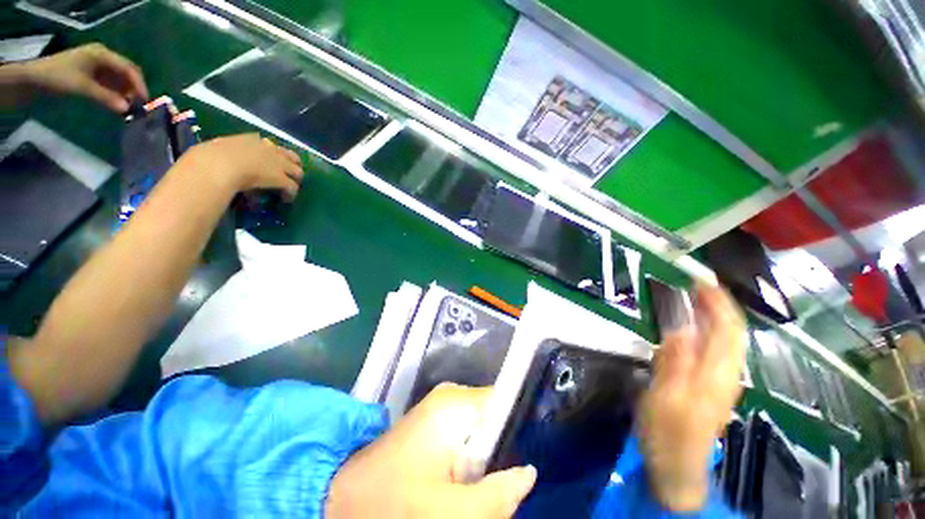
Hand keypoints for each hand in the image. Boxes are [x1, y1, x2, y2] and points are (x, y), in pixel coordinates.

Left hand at [23, 43, 147, 112]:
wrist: (35, 80)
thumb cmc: (59, 78)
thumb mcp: (83, 88)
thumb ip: (106, 98)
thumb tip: (127, 109)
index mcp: (103, 55)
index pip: (129, 68)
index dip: (139, 84)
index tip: (145, 101)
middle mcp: (104, 58)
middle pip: (127, 73)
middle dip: (134, 88)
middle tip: (139, 106)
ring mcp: (99, 66)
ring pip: (121, 80)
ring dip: (127, 93)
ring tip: (129, 108)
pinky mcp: (94, 75)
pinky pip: (113, 84)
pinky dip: (118, 94)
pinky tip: (119, 104)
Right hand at [179, 134, 303, 198]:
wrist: (218, 165)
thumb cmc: (208, 157)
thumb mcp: (215, 149)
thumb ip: (221, 152)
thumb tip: (214, 158)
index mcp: (251, 140)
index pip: (269, 145)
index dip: (273, 154)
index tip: (271, 161)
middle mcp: (269, 149)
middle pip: (290, 156)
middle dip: (292, 165)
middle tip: (289, 174)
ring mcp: (278, 164)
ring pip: (297, 171)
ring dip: (295, 180)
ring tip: (289, 189)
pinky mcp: (281, 178)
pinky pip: (292, 187)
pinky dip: (291, 194)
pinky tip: (286, 199)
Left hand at [326, 384, 536, 517]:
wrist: (344, 497)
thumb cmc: (393, 504)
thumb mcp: (448, 513)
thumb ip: (496, 496)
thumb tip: (529, 473)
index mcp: (455, 405)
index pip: (503, 399)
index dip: (520, 423)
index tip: (529, 452)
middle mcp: (451, 395)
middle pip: (495, 417)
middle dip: (502, 451)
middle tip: (502, 485)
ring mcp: (442, 406)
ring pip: (482, 428)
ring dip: (487, 458)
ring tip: (480, 488)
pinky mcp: (435, 419)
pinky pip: (467, 432)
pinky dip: (472, 457)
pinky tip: (465, 482)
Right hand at [638, 285, 745, 511]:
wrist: (678, 464)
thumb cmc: (668, 431)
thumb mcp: (665, 394)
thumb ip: (675, 359)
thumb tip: (680, 325)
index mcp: (717, 373)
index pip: (728, 329)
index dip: (718, 302)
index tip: (701, 280)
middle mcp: (727, 373)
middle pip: (732, 332)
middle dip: (718, 304)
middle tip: (695, 284)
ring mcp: (722, 380)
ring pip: (726, 340)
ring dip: (713, 316)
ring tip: (693, 298)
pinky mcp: (712, 385)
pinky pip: (716, 350)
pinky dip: (707, 331)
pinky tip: (692, 327)